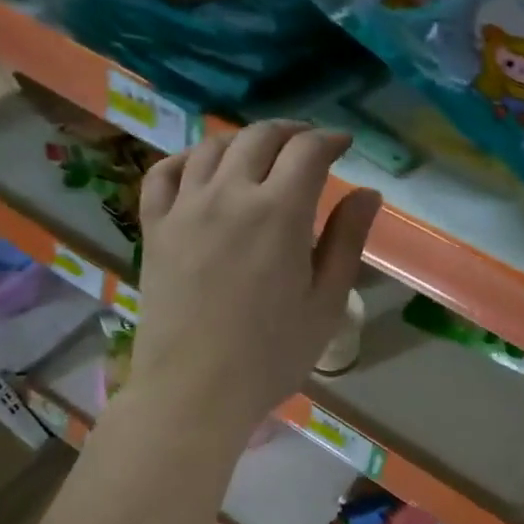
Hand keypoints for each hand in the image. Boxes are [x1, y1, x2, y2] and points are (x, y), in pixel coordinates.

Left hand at [126, 121, 378, 438]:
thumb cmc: (273, 353)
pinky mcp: (155, 228)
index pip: (307, 152)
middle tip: (309, 145)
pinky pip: (165, 173)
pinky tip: (202, 168)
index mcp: (279, 213)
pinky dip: (188, 158)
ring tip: (262, 154)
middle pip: (259, 138)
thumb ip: (347, 239)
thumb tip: (368, 192)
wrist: (195, 390)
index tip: (344, 145)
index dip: (330, 140)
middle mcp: (228, 195)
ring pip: (212, 147)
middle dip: (291, 133)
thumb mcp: (326, 301)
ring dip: (244, 140)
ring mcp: (185, 208)